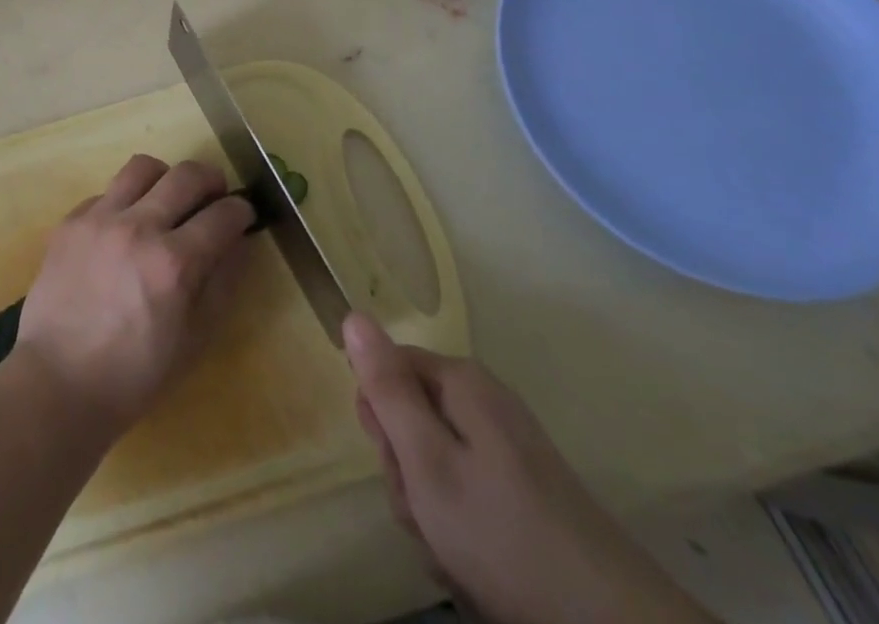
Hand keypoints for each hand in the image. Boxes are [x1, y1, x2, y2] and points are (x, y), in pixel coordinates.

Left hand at [16, 155, 253, 434]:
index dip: (241, 210)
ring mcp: (100, 218)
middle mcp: (138, 227)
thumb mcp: (194, 340)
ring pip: (142, 167)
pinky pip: (106, 192)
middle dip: (211, 180)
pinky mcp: (70, 221)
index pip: (222, 215)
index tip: (243, 213)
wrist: (58, 381)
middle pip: (186, 176)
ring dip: (165, 178)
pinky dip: (124, 202)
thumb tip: (238, 243)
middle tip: (214, 196)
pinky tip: (123, 229)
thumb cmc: (134, 375)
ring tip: (167, 199)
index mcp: (174, 262)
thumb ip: (222, 284)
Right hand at [343, 313, 716, 623]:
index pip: (386, 369)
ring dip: (428, 505)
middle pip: (411, 416)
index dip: (378, 416)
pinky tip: (472, 564)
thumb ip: (387, 388)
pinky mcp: (525, 490)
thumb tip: (353, 314)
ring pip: (435, 460)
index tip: (394, 461)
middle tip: (424, 511)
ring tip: (450, 548)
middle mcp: (484, 402)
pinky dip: (459, 525)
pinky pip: (466, 490)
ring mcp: (508, 447)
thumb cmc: (503, 534)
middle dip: (405, 469)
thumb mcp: (426, 460)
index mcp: (460, 382)